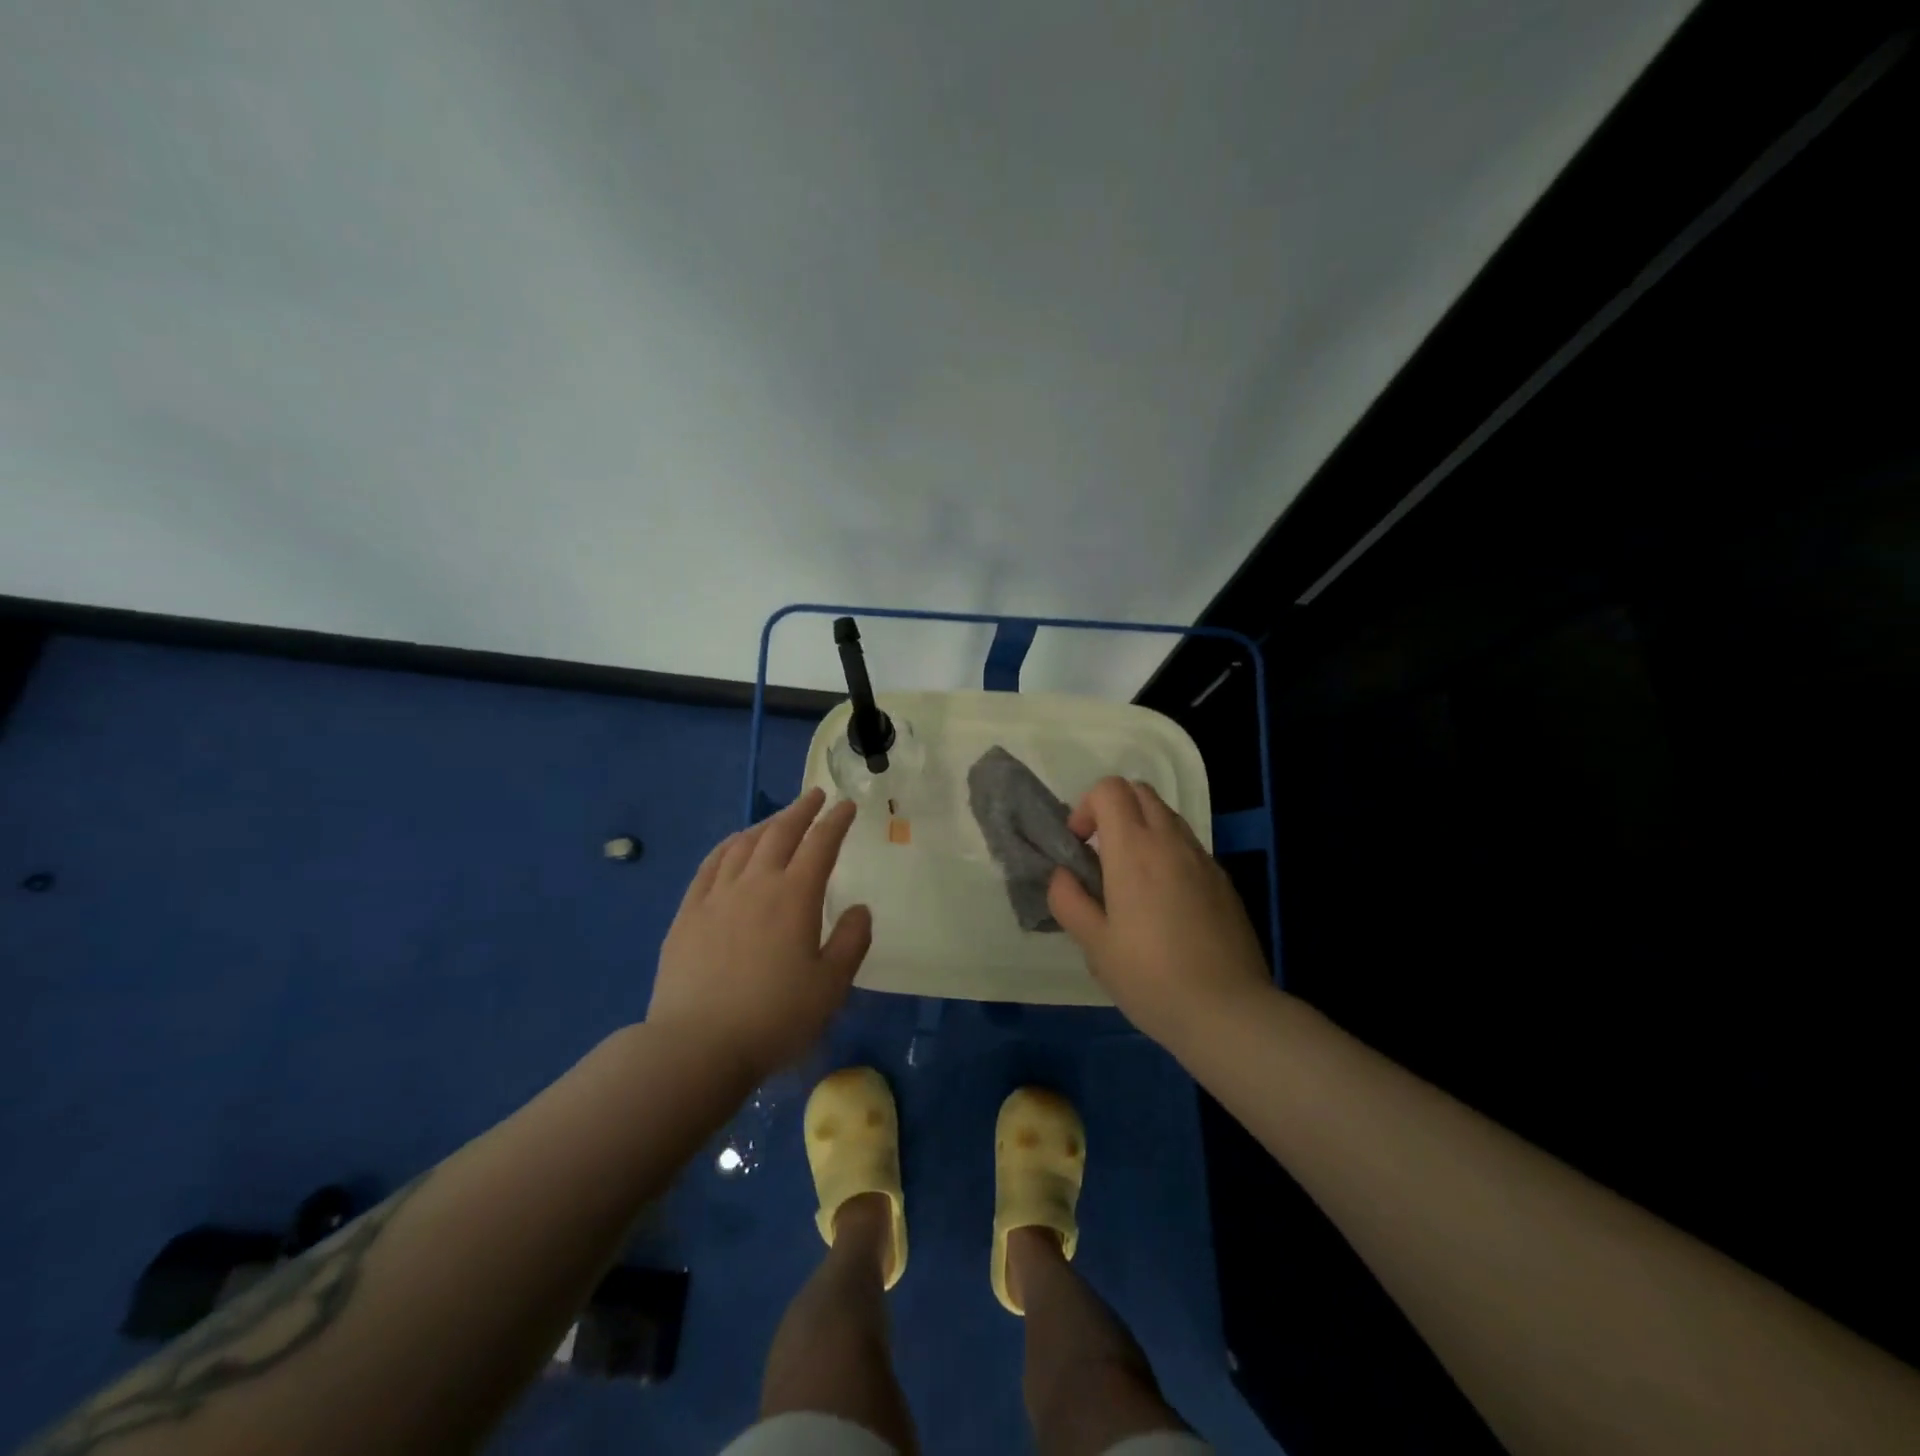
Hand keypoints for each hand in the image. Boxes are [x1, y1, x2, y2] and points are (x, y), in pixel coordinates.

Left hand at [649, 788, 871, 1079]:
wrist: (696, 1046)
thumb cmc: (774, 1018)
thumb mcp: (831, 987)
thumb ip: (851, 942)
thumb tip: (859, 909)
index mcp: (794, 897)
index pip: (821, 845)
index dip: (836, 822)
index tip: (847, 805)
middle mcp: (755, 884)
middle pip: (780, 833)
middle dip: (801, 811)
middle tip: (815, 796)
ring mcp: (716, 896)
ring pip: (744, 844)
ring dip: (766, 824)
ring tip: (779, 818)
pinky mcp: (688, 914)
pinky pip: (710, 865)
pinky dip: (727, 846)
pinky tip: (733, 845)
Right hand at [1047, 777, 1271, 1049]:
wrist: (1228, 1011)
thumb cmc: (1150, 978)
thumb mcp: (1095, 945)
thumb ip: (1069, 900)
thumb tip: (1063, 875)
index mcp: (1134, 850)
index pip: (1110, 789)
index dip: (1087, 806)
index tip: (1079, 844)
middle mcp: (1170, 842)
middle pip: (1140, 792)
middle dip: (1114, 809)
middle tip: (1101, 854)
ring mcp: (1203, 859)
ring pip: (1168, 816)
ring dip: (1142, 829)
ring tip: (1131, 879)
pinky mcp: (1223, 881)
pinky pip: (1188, 846)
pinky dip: (1167, 852)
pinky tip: (1164, 903)